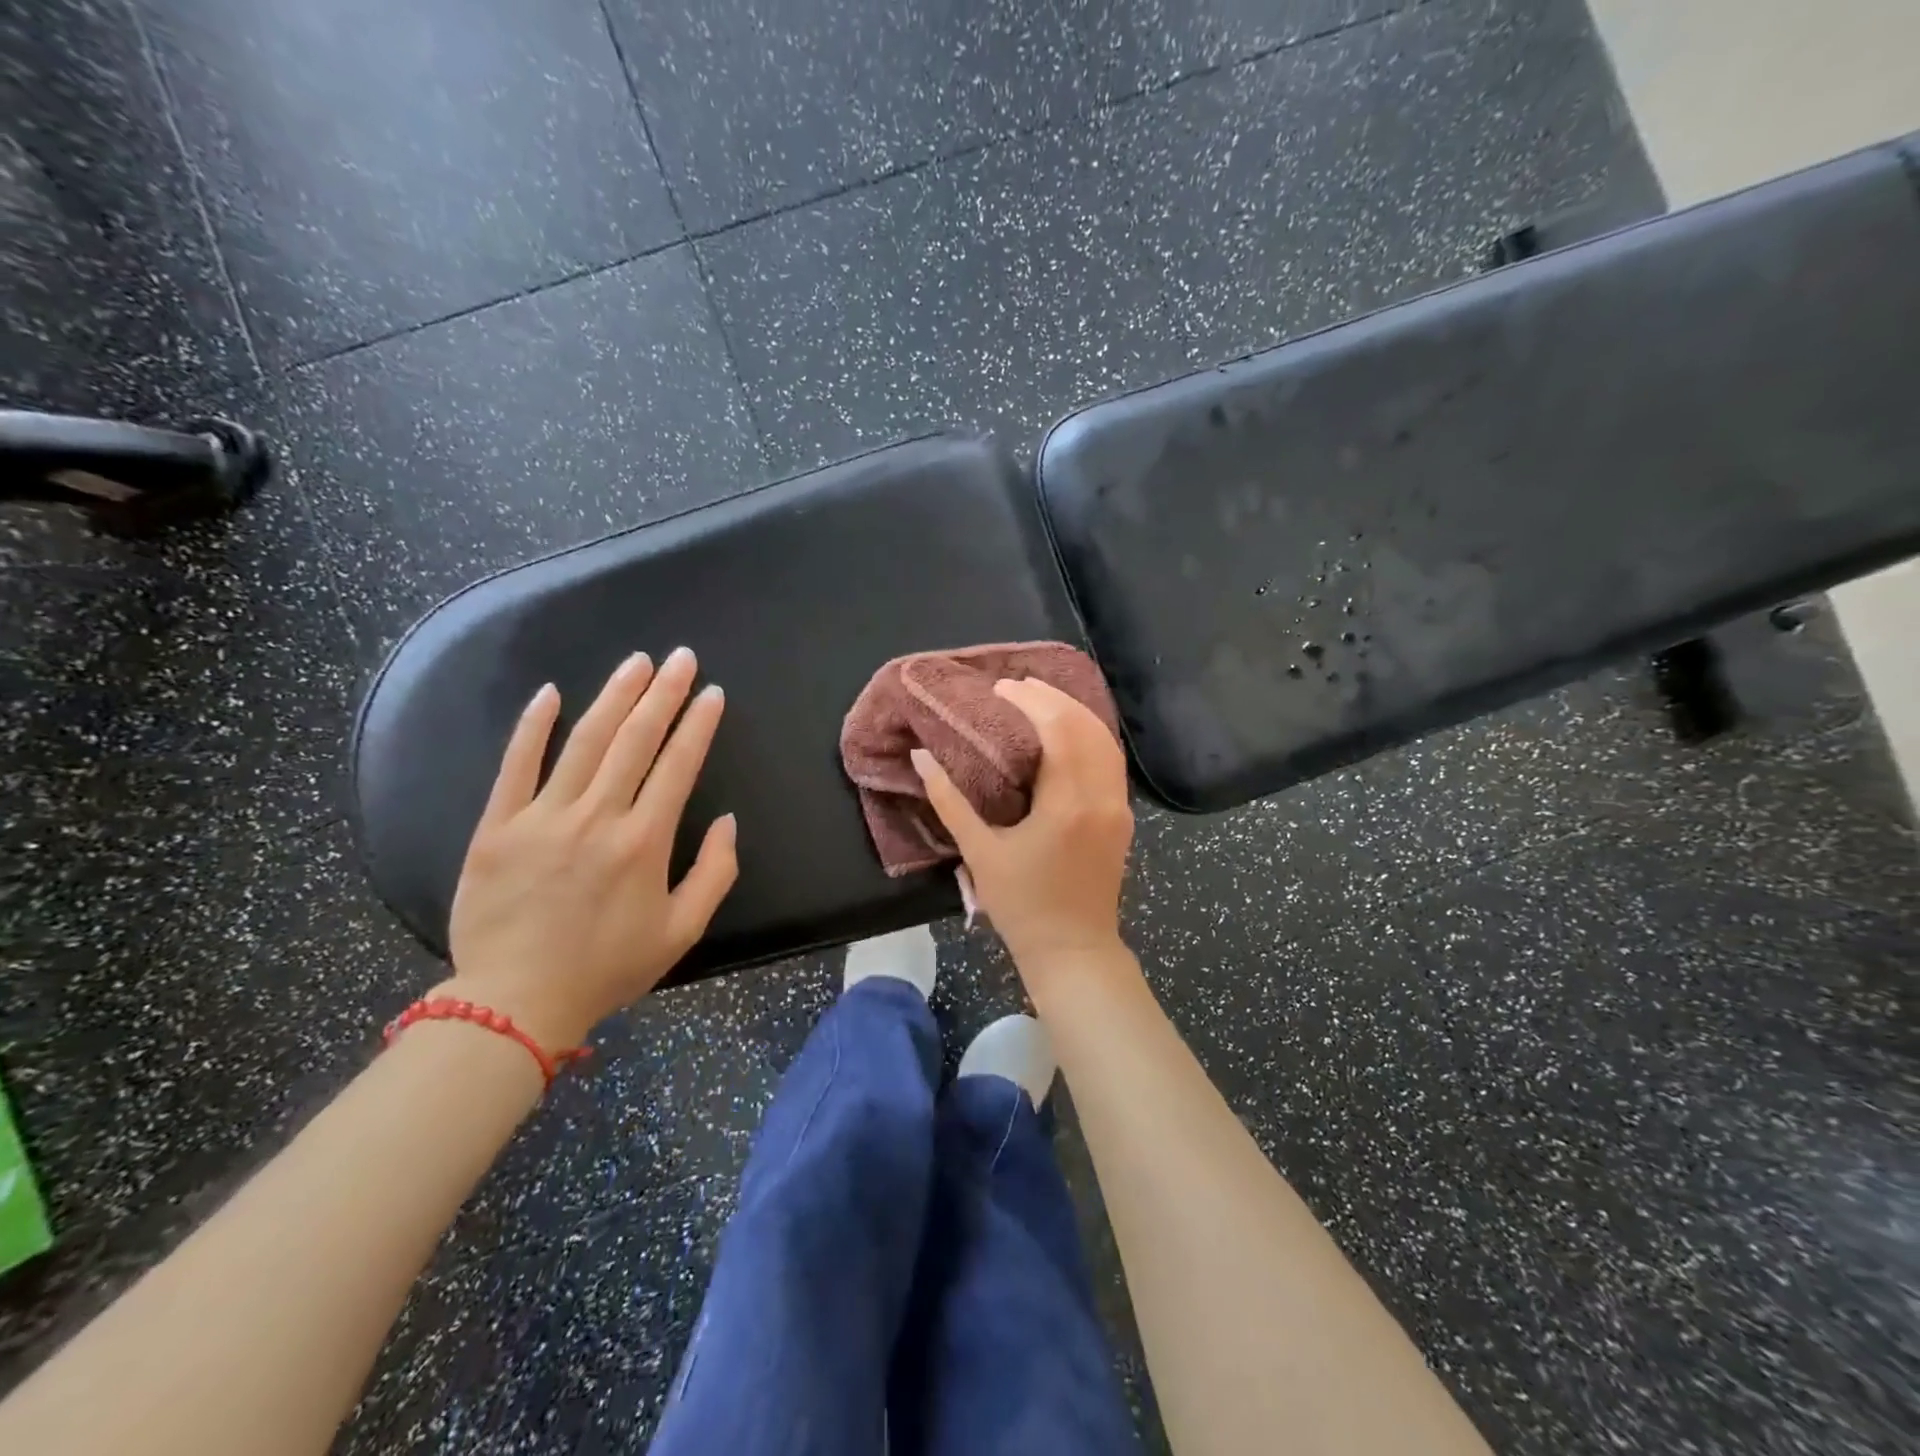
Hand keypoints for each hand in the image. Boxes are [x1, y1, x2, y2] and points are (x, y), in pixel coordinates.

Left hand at [442, 648, 738, 1049]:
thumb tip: (728, 821)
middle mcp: (597, 817)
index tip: (712, 693)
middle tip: (680, 657)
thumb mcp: (682, 931)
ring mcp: (543, 817)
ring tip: (636, 662)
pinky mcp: (497, 827)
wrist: (515, 1002)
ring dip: (614, 696)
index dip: (698, 724)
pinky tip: (551, 693)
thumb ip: (715, 873)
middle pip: (635, 740)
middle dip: (663, 693)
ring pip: (585, 742)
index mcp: (644, 842)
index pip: (678, 765)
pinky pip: (516, 766)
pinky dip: (533, 726)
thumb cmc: (608, 967)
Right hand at [911, 678, 1133, 969]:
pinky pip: (1111, 762)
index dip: (1031, 701)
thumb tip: (921, 757)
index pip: (1059, 729)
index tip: (1001, 689)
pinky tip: (1066, 732)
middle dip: (1053, 699)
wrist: (1074, 950)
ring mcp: (1119, 807)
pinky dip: (1090, 736)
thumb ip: (949, 801)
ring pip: (1105, 741)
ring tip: (1039, 699)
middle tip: (1017, 687)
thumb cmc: (1022, 906)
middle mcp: (1102, 797)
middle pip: (1087, 726)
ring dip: (1075, 713)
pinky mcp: (1123, 818)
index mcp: (1068, 803)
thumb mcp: (979, 852)